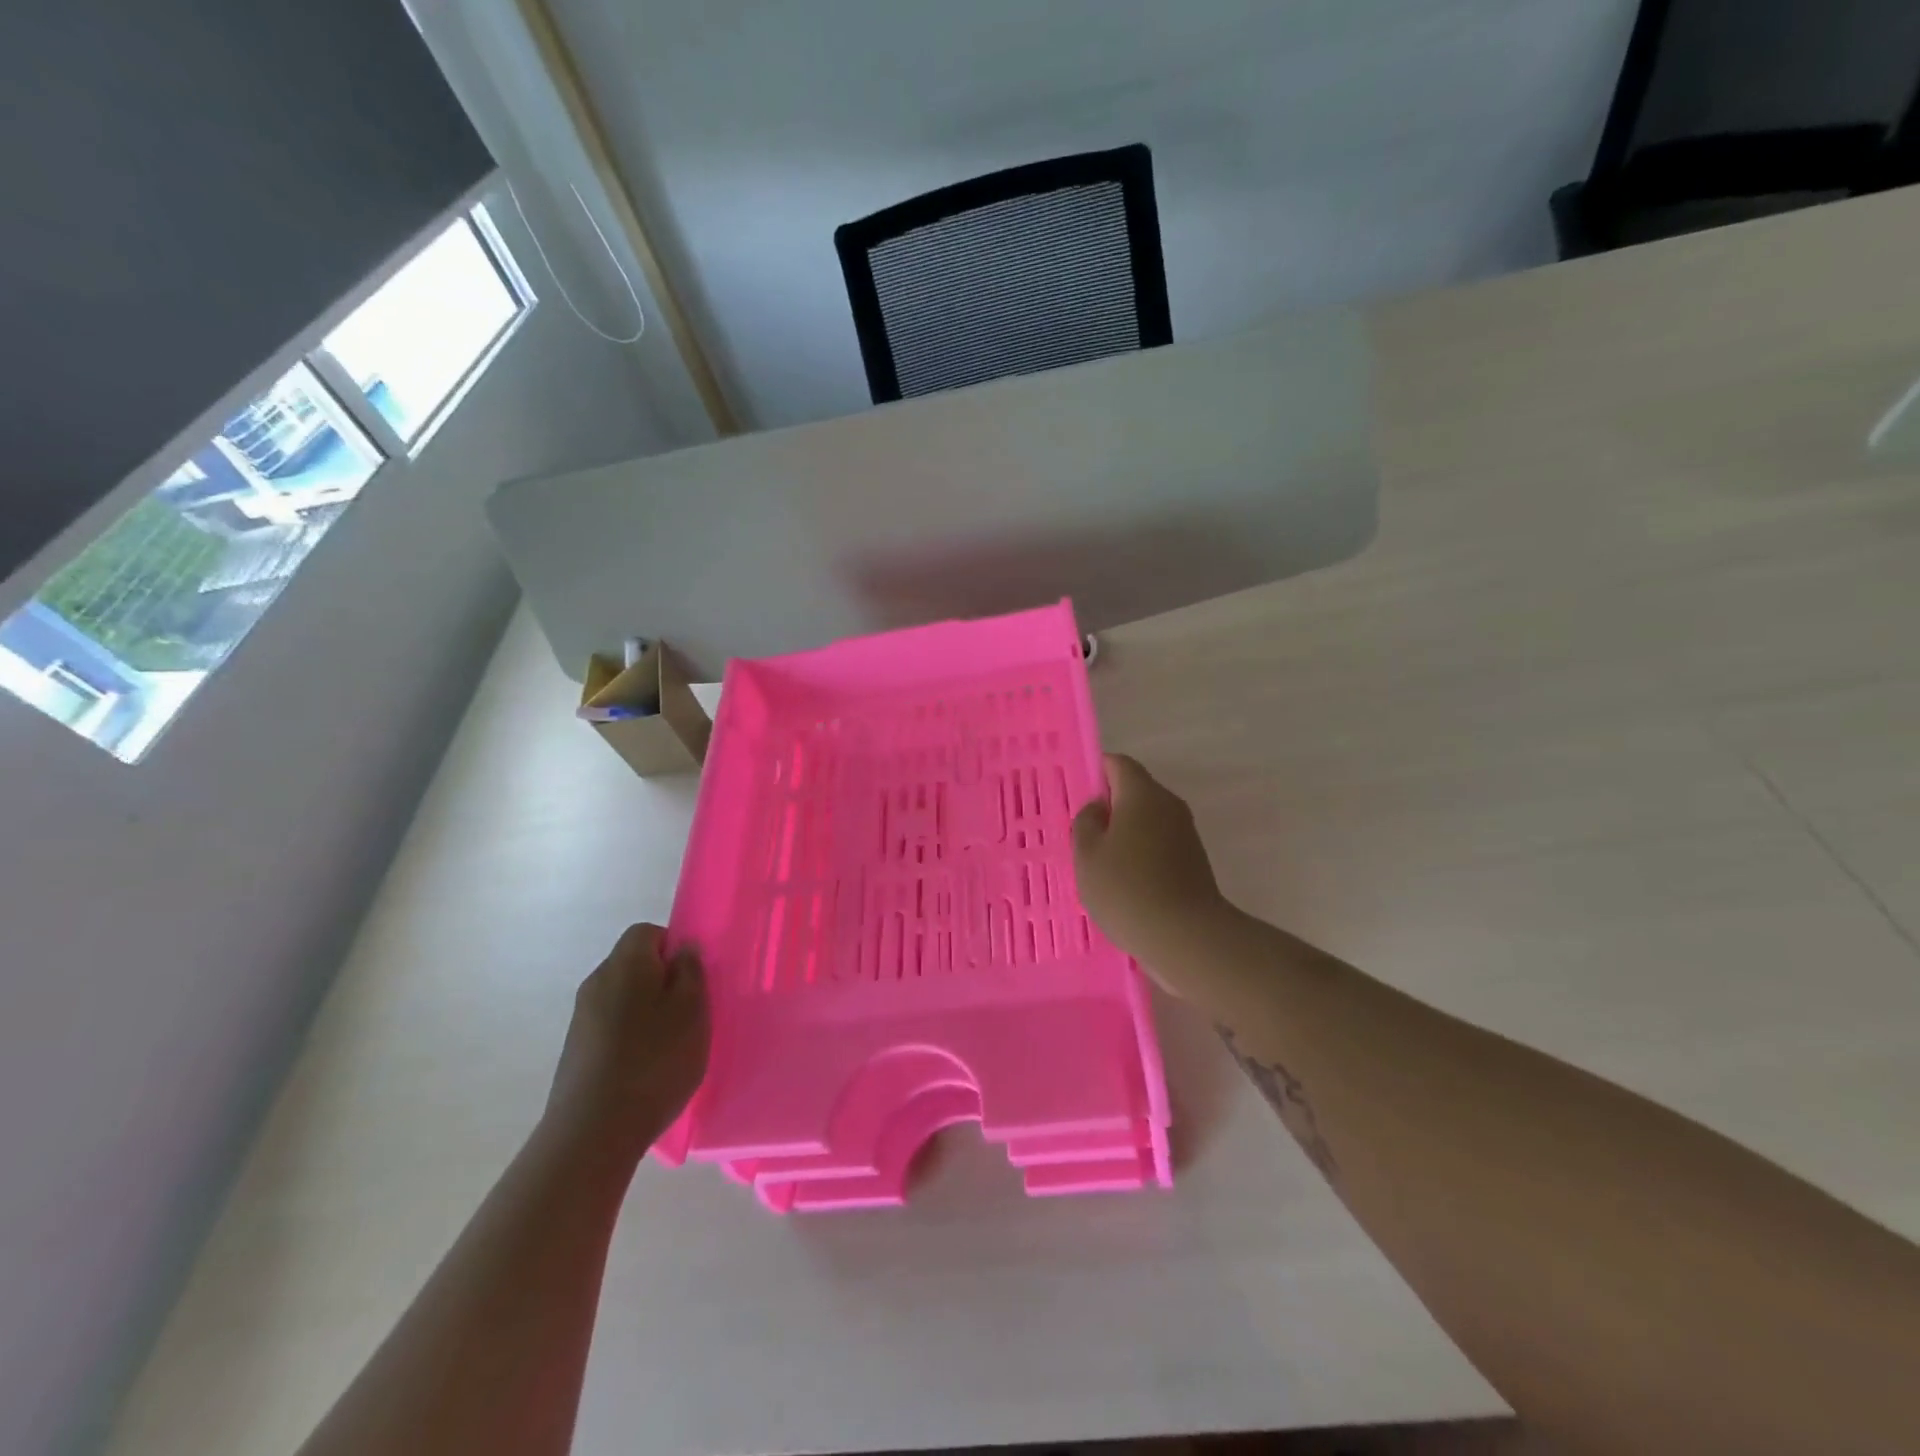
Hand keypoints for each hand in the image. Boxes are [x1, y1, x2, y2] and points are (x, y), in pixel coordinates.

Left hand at [544, 924, 709, 1161]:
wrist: (593, 1131)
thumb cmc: (654, 1059)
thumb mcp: (692, 1009)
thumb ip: (691, 971)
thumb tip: (682, 949)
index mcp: (626, 963)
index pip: (647, 932)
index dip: (673, 947)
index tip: (693, 978)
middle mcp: (597, 982)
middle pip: (633, 965)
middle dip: (662, 981)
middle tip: (689, 1012)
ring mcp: (581, 1019)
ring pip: (622, 998)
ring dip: (646, 1012)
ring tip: (670, 1046)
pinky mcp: (575, 1052)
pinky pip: (611, 1028)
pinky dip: (630, 1038)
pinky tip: (646, 1069)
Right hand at [1072, 754, 1229, 977]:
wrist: (1186, 937)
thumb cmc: (1126, 889)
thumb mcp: (1088, 855)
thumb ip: (1086, 823)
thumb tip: (1099, 809)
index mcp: (1142, 794)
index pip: (1119, 764)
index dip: (1097, 772)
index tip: (1078, 796)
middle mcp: (1169, 805)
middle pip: (1135, 791)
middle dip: (1110, 807)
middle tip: (1083, 834)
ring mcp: (1186, 833)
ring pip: (1148, 820)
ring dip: (1125, 833)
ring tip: (1100, 863)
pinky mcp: (1194, 861)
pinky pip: (1160, 844)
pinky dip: (1141, 853)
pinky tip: (1125, 882)